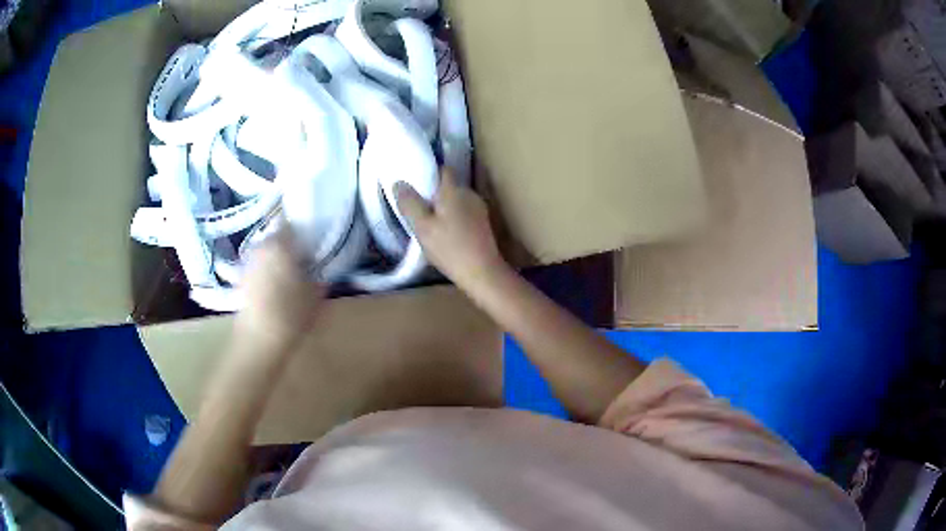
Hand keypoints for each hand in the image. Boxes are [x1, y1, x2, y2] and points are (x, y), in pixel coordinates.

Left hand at [234, 228, 325, 352]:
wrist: (259, 339)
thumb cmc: (291, 313)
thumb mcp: (316, 294)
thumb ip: (318, 275)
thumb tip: (319, 268)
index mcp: (280, 243)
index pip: (291, 224)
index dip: (302, 231)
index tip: (312, 242)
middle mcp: (261, 247)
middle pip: (276, 238)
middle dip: (288, 246)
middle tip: (303, 259)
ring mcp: (248, 263)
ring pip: (266, 254)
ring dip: (276, 260)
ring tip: (289, 275)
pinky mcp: (241, 280)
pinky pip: (258, 269)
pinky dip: (266, 274)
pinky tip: (275, 290)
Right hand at [396, 169, 508, 289]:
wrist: (482, 273)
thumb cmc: (449, 248)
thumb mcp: (422, 227)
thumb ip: (410, 203)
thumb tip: (399, 183)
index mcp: (453, 190)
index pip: (443, 169)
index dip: (430, 173)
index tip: (417, 183)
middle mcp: (469, 194)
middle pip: (450, 186)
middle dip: (435, 193)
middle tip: (419, 207)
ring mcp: (479, 209)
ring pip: (458, 200)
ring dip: (445, 207)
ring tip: (431, 222)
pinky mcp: (484, 225)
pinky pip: (465, 213)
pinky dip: (455, 218)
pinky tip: (447, 234)